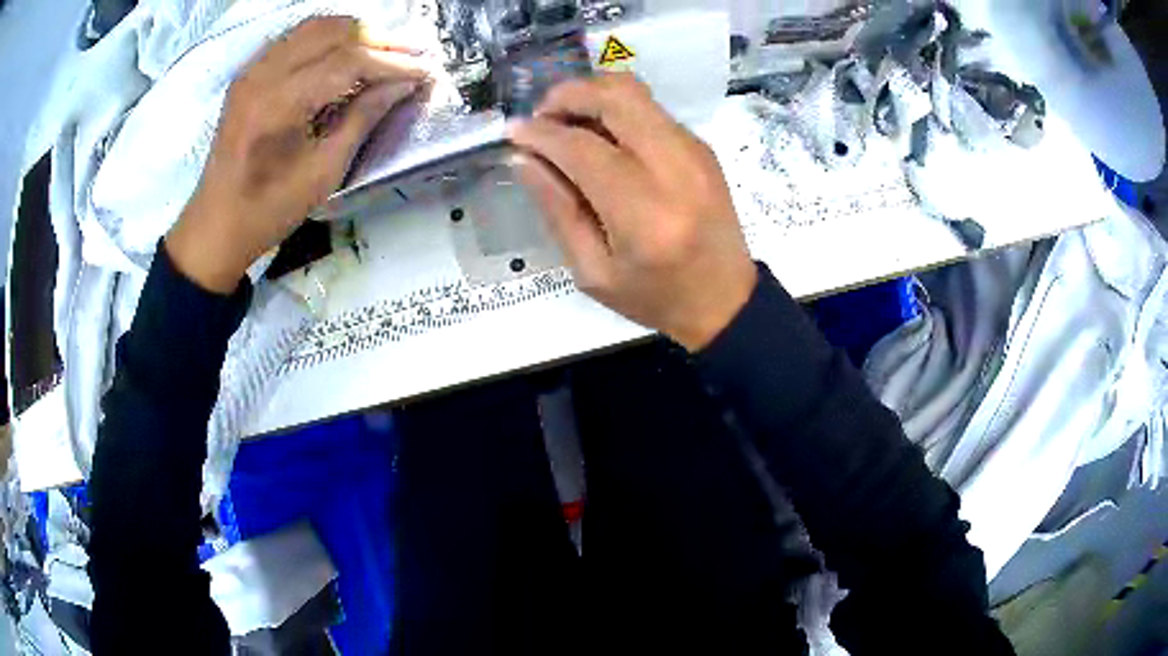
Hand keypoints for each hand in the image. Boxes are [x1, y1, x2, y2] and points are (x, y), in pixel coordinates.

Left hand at [166, 17, 431, 293]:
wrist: (216, 224)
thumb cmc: (269, 210)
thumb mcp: (324, 172)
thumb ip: (364, 118)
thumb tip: (404, 84)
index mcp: (279, 106)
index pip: (347, 61)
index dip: (391, 62)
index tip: (424, 69)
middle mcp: (263, 75)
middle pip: (332, 32)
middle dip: (376, 40)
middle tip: (408, 57)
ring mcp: (252, 71)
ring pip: (314, 26)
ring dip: (352, 34)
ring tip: (380, 54)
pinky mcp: (248, 74)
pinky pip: (294, 38)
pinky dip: (325, 38)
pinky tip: (342, 54)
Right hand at [509, 74, 756, 351]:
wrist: (725, 299)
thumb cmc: (655, 296)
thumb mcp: (593, 271)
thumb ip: (558, 210)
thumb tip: (523, 158)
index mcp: (644, 213)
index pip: (583, 149)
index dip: (541, 134)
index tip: (513, 132)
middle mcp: (675, 169)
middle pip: (616, 97)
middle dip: (568, 94)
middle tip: (541, 116)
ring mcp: (694, 151)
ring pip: (636, 93)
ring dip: (592, 95)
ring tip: (566, 121)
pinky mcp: (702, 146)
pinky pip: (651, 109)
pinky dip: (616, 109)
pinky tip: (600, 135)